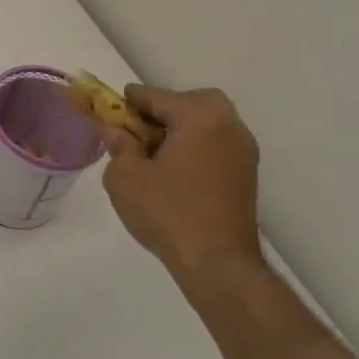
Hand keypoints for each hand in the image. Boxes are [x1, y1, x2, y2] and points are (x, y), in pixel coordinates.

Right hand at [101, 84, 261, 281]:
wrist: (217, 262)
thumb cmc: (166, 212)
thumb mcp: (125, 177)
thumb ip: (119, 146)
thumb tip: (117, 131)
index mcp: (199, 118)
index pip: (159, 96)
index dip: (132, 99)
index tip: (112, 104)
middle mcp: (228, 127)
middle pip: (196, 102)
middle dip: (167, 107)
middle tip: (142, 126)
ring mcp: (243, 152)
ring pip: (211, 123)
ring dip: (184, 127)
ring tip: (155, 149)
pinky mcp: (246, 175)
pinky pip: (218, 144)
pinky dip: (197, 145)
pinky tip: (175, 167)